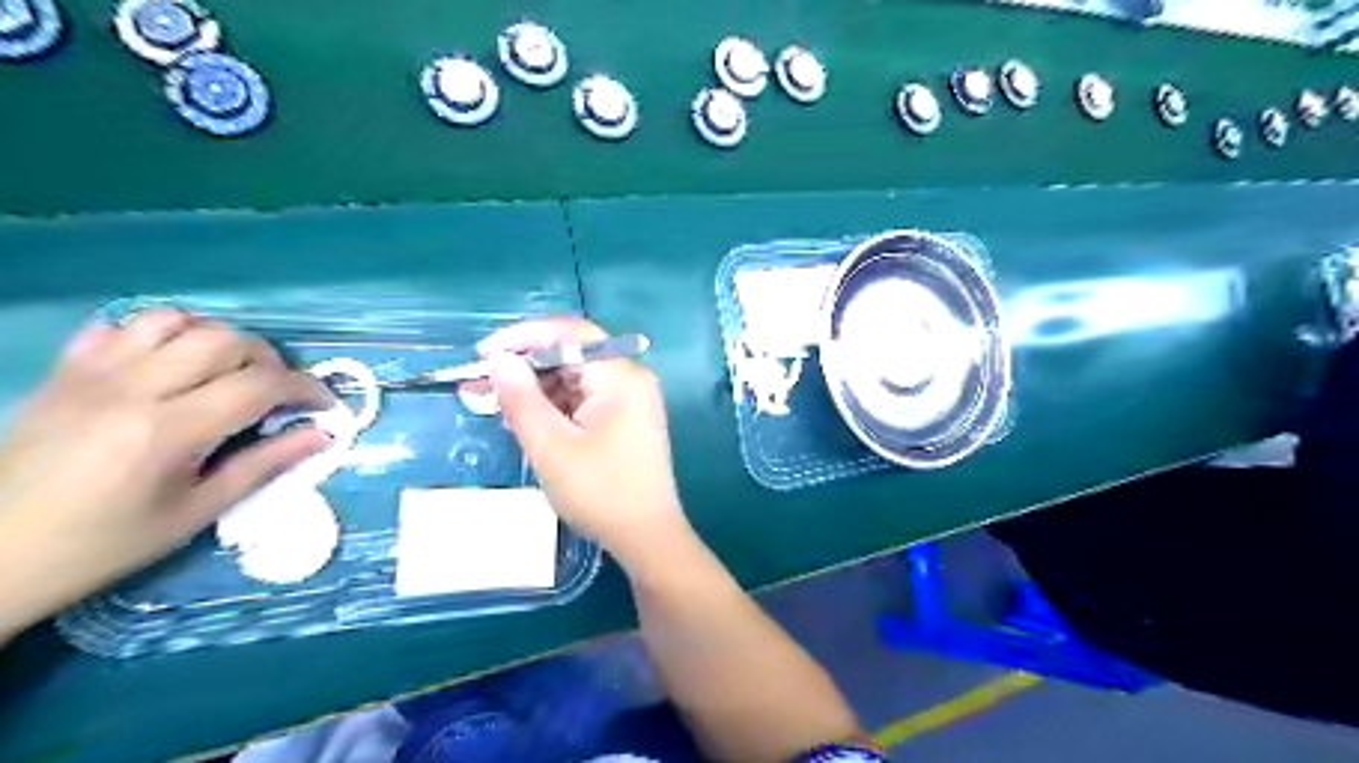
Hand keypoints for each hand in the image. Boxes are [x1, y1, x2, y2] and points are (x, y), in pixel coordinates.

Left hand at [1, 307, 332, 636]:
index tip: (323, 405)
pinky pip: (119, 325)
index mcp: (169, 431)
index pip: (260, 385)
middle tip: (276, 393)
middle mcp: (132, 388)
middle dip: (268, 360)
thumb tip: (322, 435)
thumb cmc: (106, 543)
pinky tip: (169, 363)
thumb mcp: (197, 512)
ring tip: (226, 371)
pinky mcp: (64, 371)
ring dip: (216, 339)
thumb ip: (264, 465)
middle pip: (224, 340)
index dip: (305, 389)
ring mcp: (91, 373)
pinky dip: (157, 333)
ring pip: (175, 320)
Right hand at [476, 315, 691, 571]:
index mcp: (620, 375)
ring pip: (575, 378)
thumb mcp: (550, 445)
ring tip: (496, 405)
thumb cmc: (600, 492)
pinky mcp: (626, 419)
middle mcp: (630, 378)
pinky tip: (527, 420)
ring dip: (536, 389)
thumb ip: (521, 398)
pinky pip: (584, 398)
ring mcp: (631, 399)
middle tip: (481, 385)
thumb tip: (498, 359)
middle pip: (572, 354)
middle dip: (525, 367)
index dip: (523, 337)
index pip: (569, 333)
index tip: (483, 355)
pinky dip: (555, 406)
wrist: (647, 538)